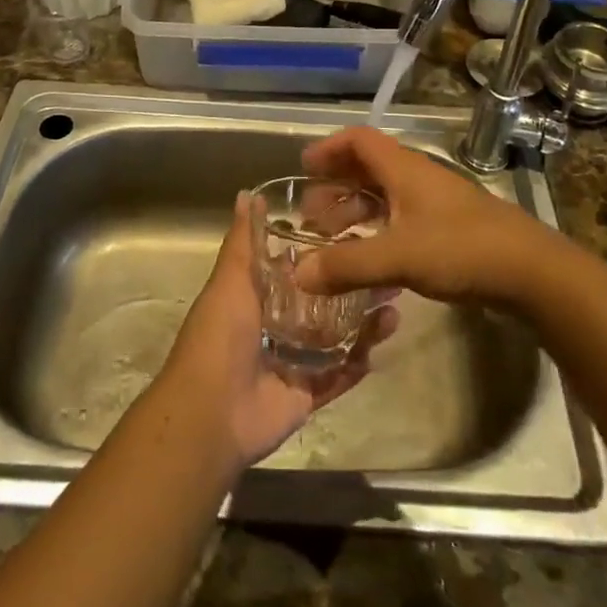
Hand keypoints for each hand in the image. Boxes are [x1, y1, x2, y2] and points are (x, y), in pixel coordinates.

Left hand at [157, 200, 397, 470]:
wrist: (212, 413)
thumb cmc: (220, 336)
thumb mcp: (230, 280)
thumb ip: (243, 241)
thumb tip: (247, 193)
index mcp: (258, 297)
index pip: (297, 267)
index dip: (324, 251)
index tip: (357, 230)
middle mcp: (278, 326)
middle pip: (323, 302)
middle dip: (353, 287)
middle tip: (388, 269)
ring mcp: (295, 361)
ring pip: (337, 337)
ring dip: (364, 323)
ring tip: (394, 305)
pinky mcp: (308, 393)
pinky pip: (339, 375)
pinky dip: (359, 362)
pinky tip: (383, 342)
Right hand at [294, 126, 562, 306]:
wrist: (532, 271)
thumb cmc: (462, 249)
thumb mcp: (398, 257)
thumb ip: (347, 265)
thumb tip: (298, 273)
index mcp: (404, 169)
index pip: (359, 140)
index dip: (329, 148)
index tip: (304, 168)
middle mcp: (418, 177)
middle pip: (369, 168)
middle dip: (337, 186)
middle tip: (311, 214)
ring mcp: (437, 203)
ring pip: (387, 195)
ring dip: (357, 210)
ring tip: (333, 239)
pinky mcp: (451, 228)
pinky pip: (403, 218)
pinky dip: (379, 230)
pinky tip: (371, 258)